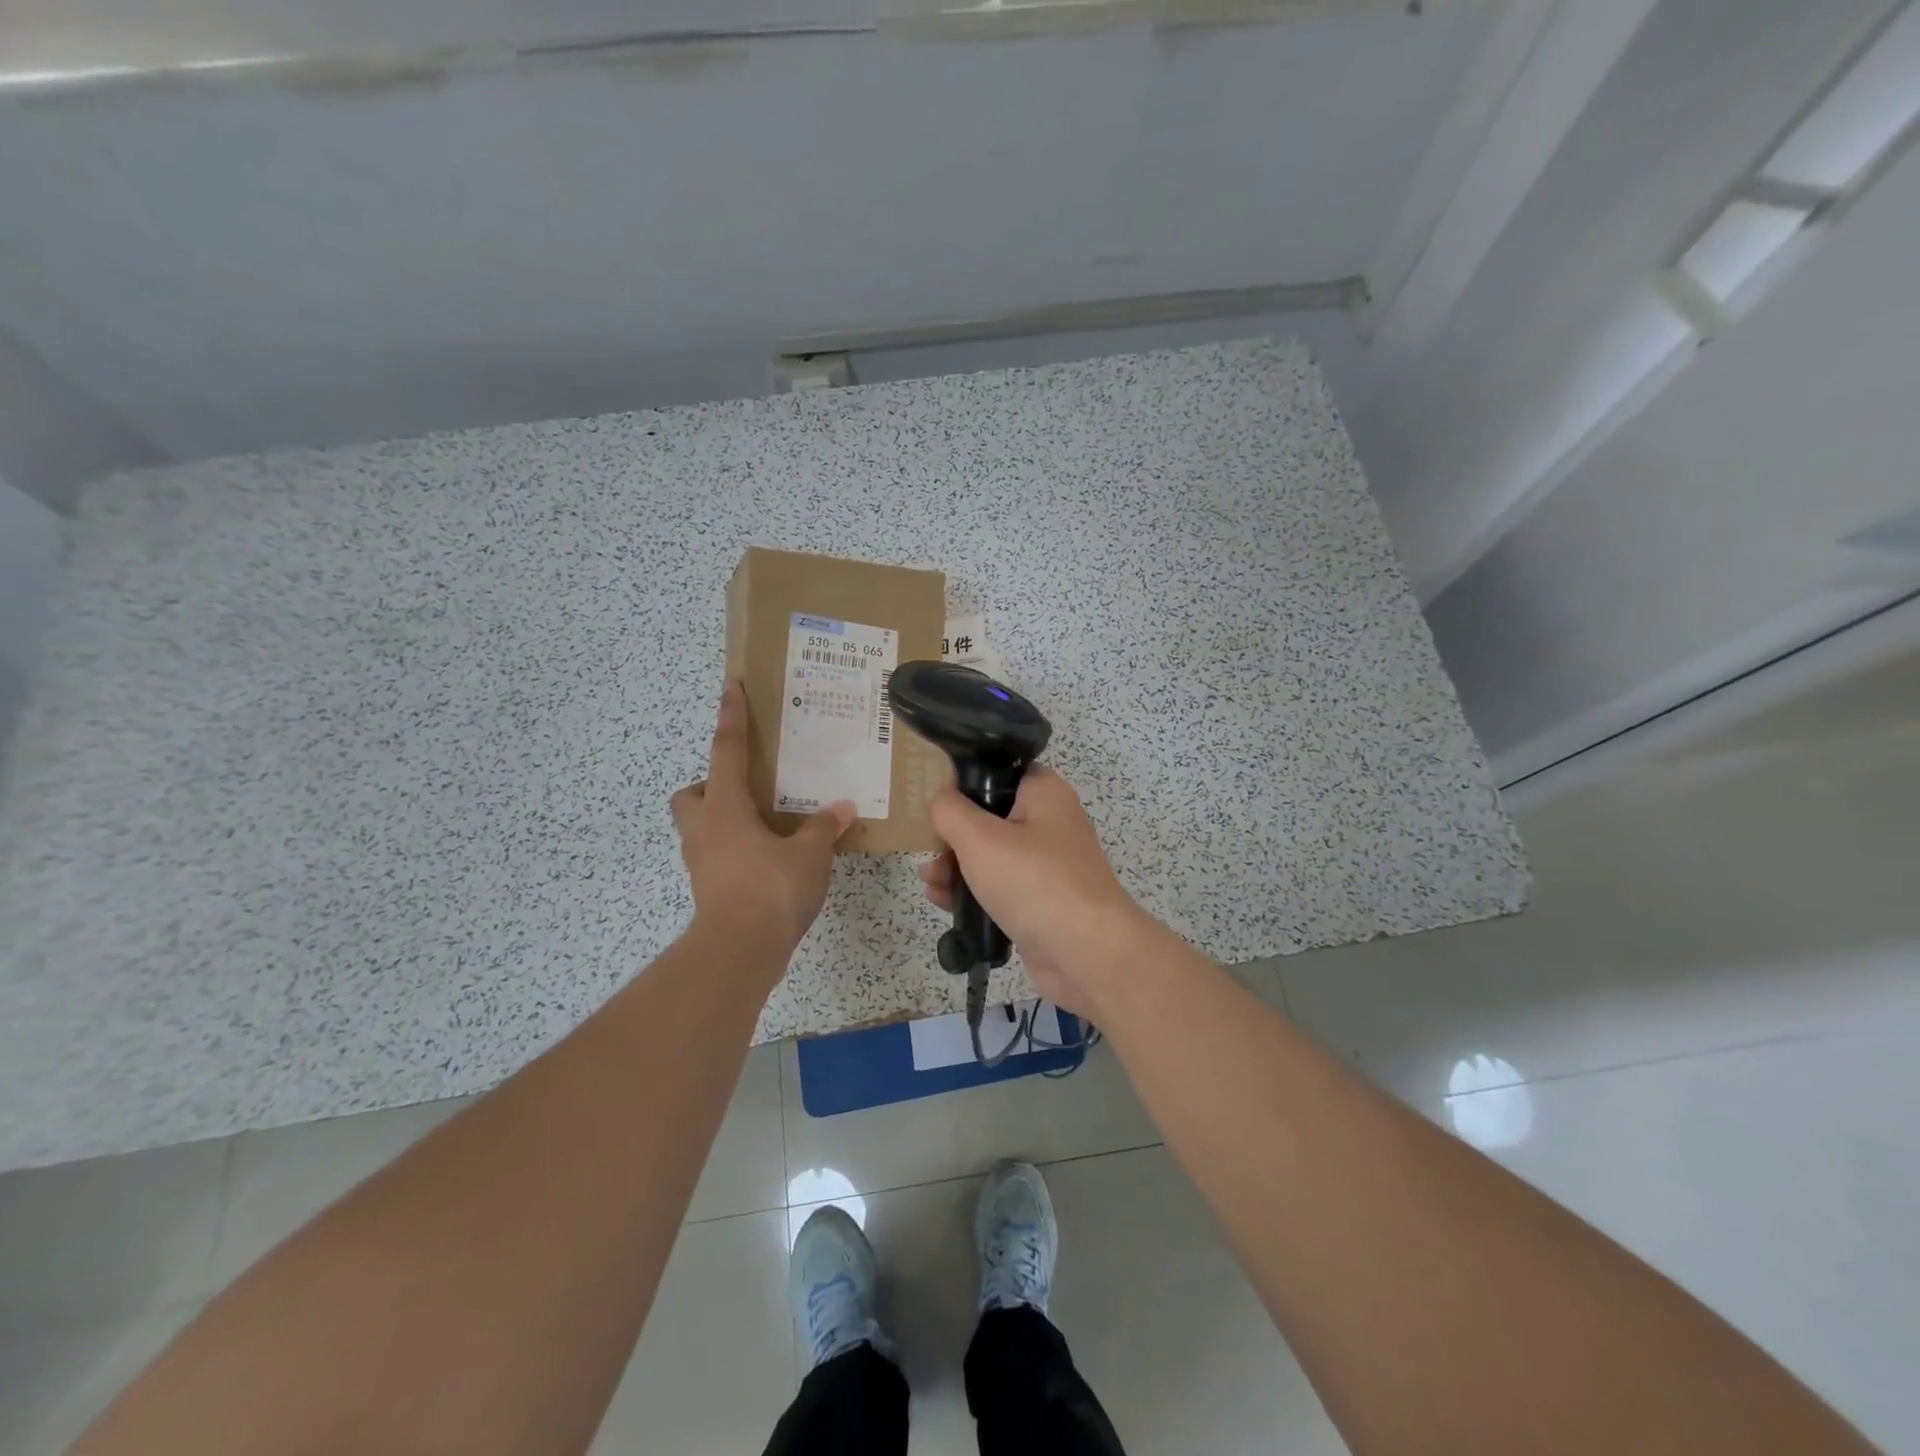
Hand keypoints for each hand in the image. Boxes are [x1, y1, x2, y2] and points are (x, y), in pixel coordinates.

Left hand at [672, 681, 854, 958]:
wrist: (740, 951)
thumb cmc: (771, 888)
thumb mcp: (810, 853)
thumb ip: (824, 827)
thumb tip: (842, 808)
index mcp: (724, 807)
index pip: (726, 749)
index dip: (731, 716)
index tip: (731, 686)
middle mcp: (704, 829)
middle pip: (690, 793)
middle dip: (710, 785)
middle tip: (747, 789)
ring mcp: (701, 862)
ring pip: (700, 827)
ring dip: (724, 820)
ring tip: (766, 825)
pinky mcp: (708, 890)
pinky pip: (716, 856)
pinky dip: (736, 851)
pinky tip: (769, 860)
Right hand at [916, 764, 1150, 1020]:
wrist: (1087, 954)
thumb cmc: (1034, 882)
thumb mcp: (980, 838)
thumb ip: (950, 811)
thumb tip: (940, 801)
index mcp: (1043, 793)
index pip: (998, 771)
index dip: (963, 783)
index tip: (936, 804)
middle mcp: (1048, 822)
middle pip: (989, 817)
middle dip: (953, 836)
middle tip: (931, 853)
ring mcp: (1046, 864)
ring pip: (990, 855)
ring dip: (956, 867)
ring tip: (930, 883)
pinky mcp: (1040, 901)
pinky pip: (999, 887)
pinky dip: (974, 892)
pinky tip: (944, 903)